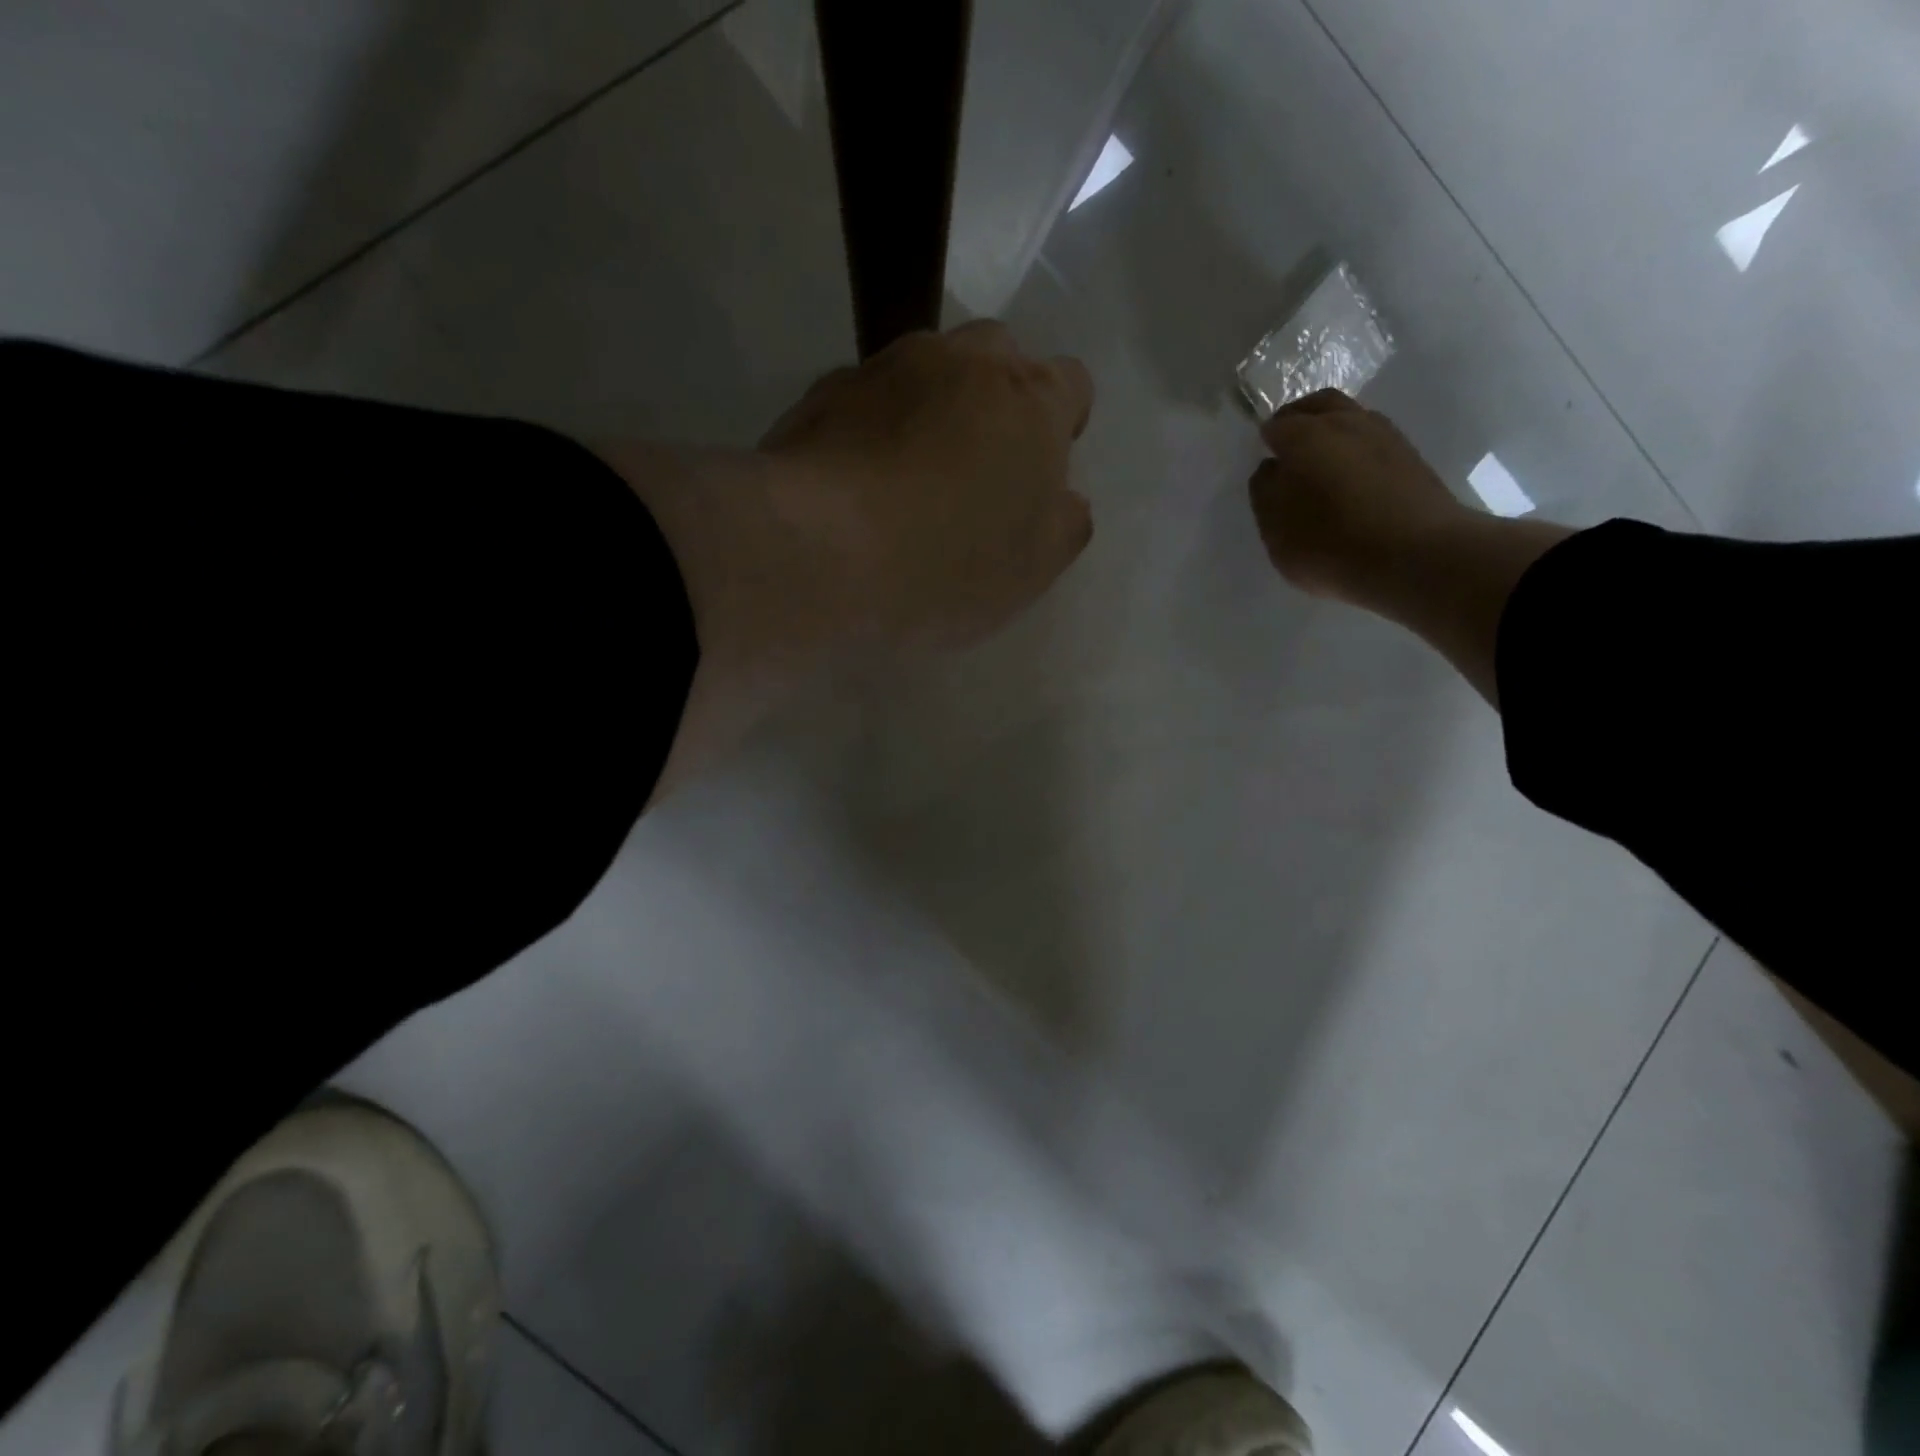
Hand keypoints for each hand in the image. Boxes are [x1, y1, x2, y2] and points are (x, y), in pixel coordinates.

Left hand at [757, 318, 1094, 652]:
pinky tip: (860, 482)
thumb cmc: (944, 565)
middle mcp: (962, 361)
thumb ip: (1063, 525)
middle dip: (998, 402)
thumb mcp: (1030, 570)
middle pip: (998, 358)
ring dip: (932, 409)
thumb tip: (1062, 499)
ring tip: (910, 478)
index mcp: (1030, 400)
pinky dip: (875, 427)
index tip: (1036, 472)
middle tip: (977, 471)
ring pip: (927, 371)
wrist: (816, 551)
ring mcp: (886, 367)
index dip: (1060, 425)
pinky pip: (867, 398)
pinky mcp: (823, 390)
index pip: (1071, 383)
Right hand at [1248, 388, 1467, 607]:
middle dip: (1299, 419)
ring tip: (1321, 464)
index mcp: (1304, 436)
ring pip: (1351, 417)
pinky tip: (1352, 477)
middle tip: (1288, 447)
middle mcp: (1346, 422)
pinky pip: (1373, 440)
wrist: (1417, 556)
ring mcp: (1385, 435)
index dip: (1266, 441)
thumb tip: (1272, 468)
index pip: (1276, 425)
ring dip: (1332, 431)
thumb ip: (1265, 493)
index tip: (1264, 460)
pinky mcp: (1411, 456)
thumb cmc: (1331, 544)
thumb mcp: (1276, 530)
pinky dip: (1357, 449)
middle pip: (1317, 405)